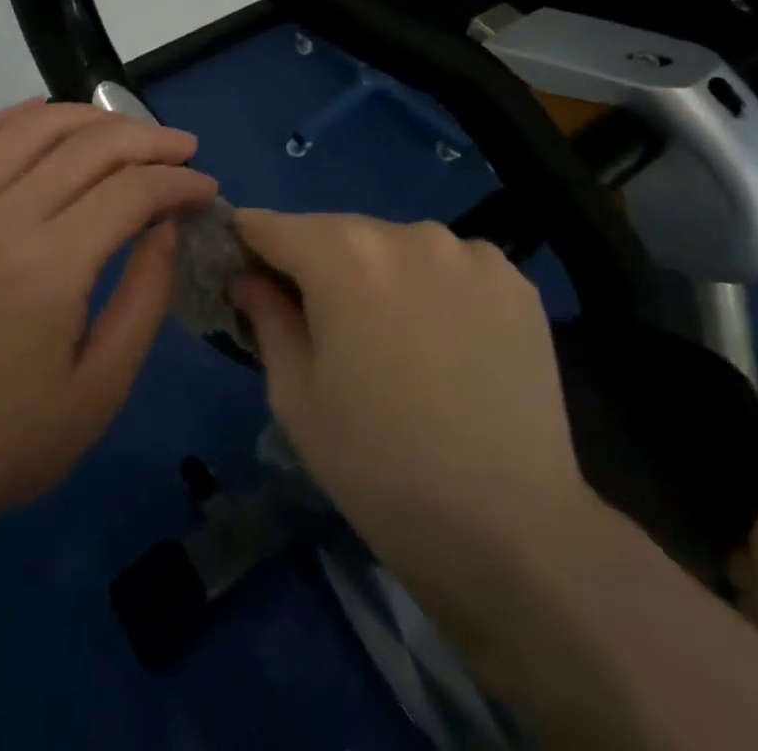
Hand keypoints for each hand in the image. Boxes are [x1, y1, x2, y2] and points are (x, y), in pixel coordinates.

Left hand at [0, 100, 216, 530]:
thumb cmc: (13, 441)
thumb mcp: (103, 387)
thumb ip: (146, 296)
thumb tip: (167, 225)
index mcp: (49, 267)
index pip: (130, 191)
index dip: (177, 182)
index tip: (207, 190)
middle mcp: (1, 221)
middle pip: (86, 147)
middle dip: (146, 139)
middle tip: (184, 150)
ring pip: (29, 130)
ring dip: (86, 117)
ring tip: (126, 129)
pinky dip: (13, 118)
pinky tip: (43, 113)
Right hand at [229, 211, 589, 641]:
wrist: (511, 530)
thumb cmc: (378, 465)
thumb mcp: (296, 396)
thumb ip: (266, 317)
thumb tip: (248, 277)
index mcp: (343, 255)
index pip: (271, 226)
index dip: (249, 245)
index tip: (243, 273)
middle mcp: (406, 233)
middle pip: (338, 232)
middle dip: (317, 264)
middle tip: (320, 323)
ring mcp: (468, 252)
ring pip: (397, 247)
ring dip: (379, 274)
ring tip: (392, 338)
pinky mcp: (514, 280)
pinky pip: (451, 266)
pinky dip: (434, 288)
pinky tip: (446, 342)